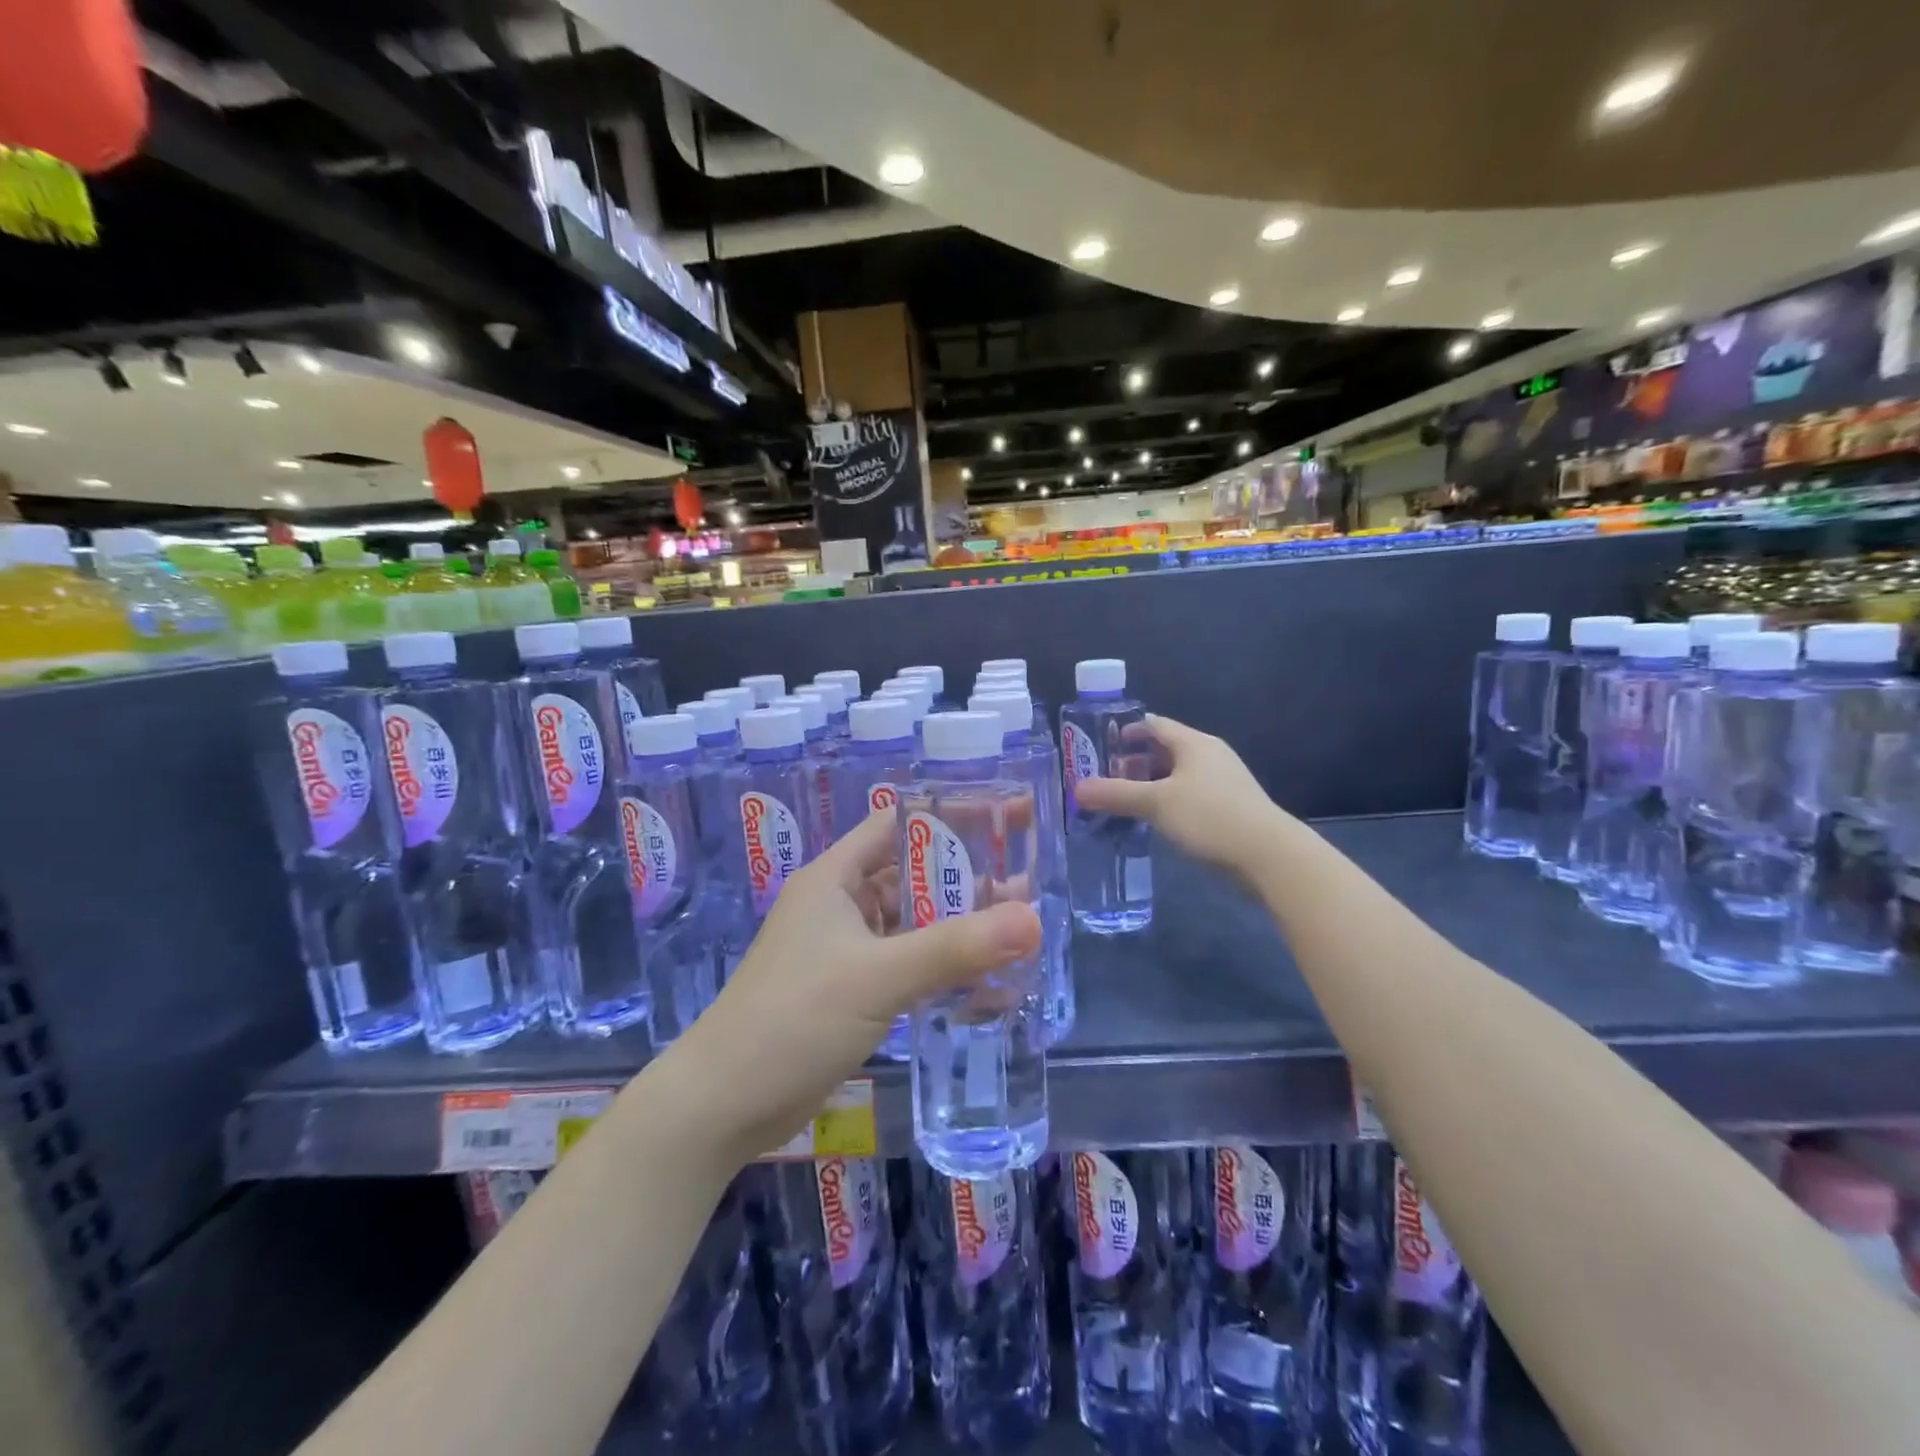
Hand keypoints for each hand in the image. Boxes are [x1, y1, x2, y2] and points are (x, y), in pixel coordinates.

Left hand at [663, 810, 1042, 1164]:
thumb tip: (1033, 919)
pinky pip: (903, 962)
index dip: (950, 816)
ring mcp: (842, 950)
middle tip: (1027, 879)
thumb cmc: (792, 1020)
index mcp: (834, 877)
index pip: (897, 824)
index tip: (1005, 818)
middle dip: (965, 876)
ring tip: (1016, 927)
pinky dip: (938, 964)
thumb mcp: (878, 978)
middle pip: (910, 875)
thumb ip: (955, 948)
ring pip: (909, 922)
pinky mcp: (847, 990)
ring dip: (956, 924)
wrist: (721, 1105)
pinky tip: (980, 977)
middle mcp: (838, 904)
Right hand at [1073, 714, 1285, 876]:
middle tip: (1105, 777)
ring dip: (1151, 785)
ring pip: (1178, 775)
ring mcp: (1223, 782)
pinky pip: (1190, 796)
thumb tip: (1077, 789)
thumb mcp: (1156, 804)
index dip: (1127, 731)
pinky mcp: (1230, 808)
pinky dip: (1168, 802)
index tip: (1101, 745)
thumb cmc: (1209, 816)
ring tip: (1124, 801)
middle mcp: (1210, 755)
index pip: (1154, 724)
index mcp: (1194, 743)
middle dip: (1135, 762)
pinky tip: (1154, 821)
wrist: (1268, 855)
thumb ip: (1116, 794)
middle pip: (1165, 749)